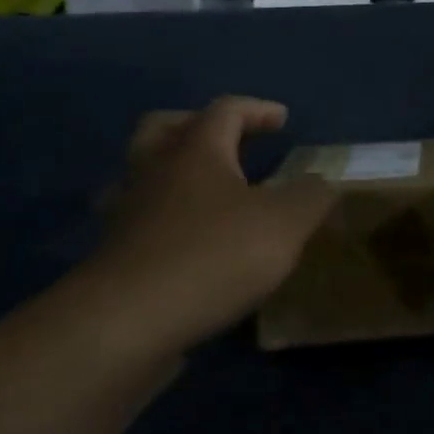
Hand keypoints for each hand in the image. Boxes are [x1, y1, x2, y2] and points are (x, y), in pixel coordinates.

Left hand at [74, 97, 335, 357]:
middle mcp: (153, 171)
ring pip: (141, 174)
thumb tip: (320, 182)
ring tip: (203, 190)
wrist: (127, 323)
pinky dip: (161, 220)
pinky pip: (137, 221)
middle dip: (197, 125)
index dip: (257, 109)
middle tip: (228, 139)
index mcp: (195, 151)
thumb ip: (311, 196)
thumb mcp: (286, 222)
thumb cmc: (214, 255)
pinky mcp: (113, 256)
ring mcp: (126, 213)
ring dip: (171, 171)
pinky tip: (184, 241)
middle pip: (164, 127)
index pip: (225, 110)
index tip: (283, 119)